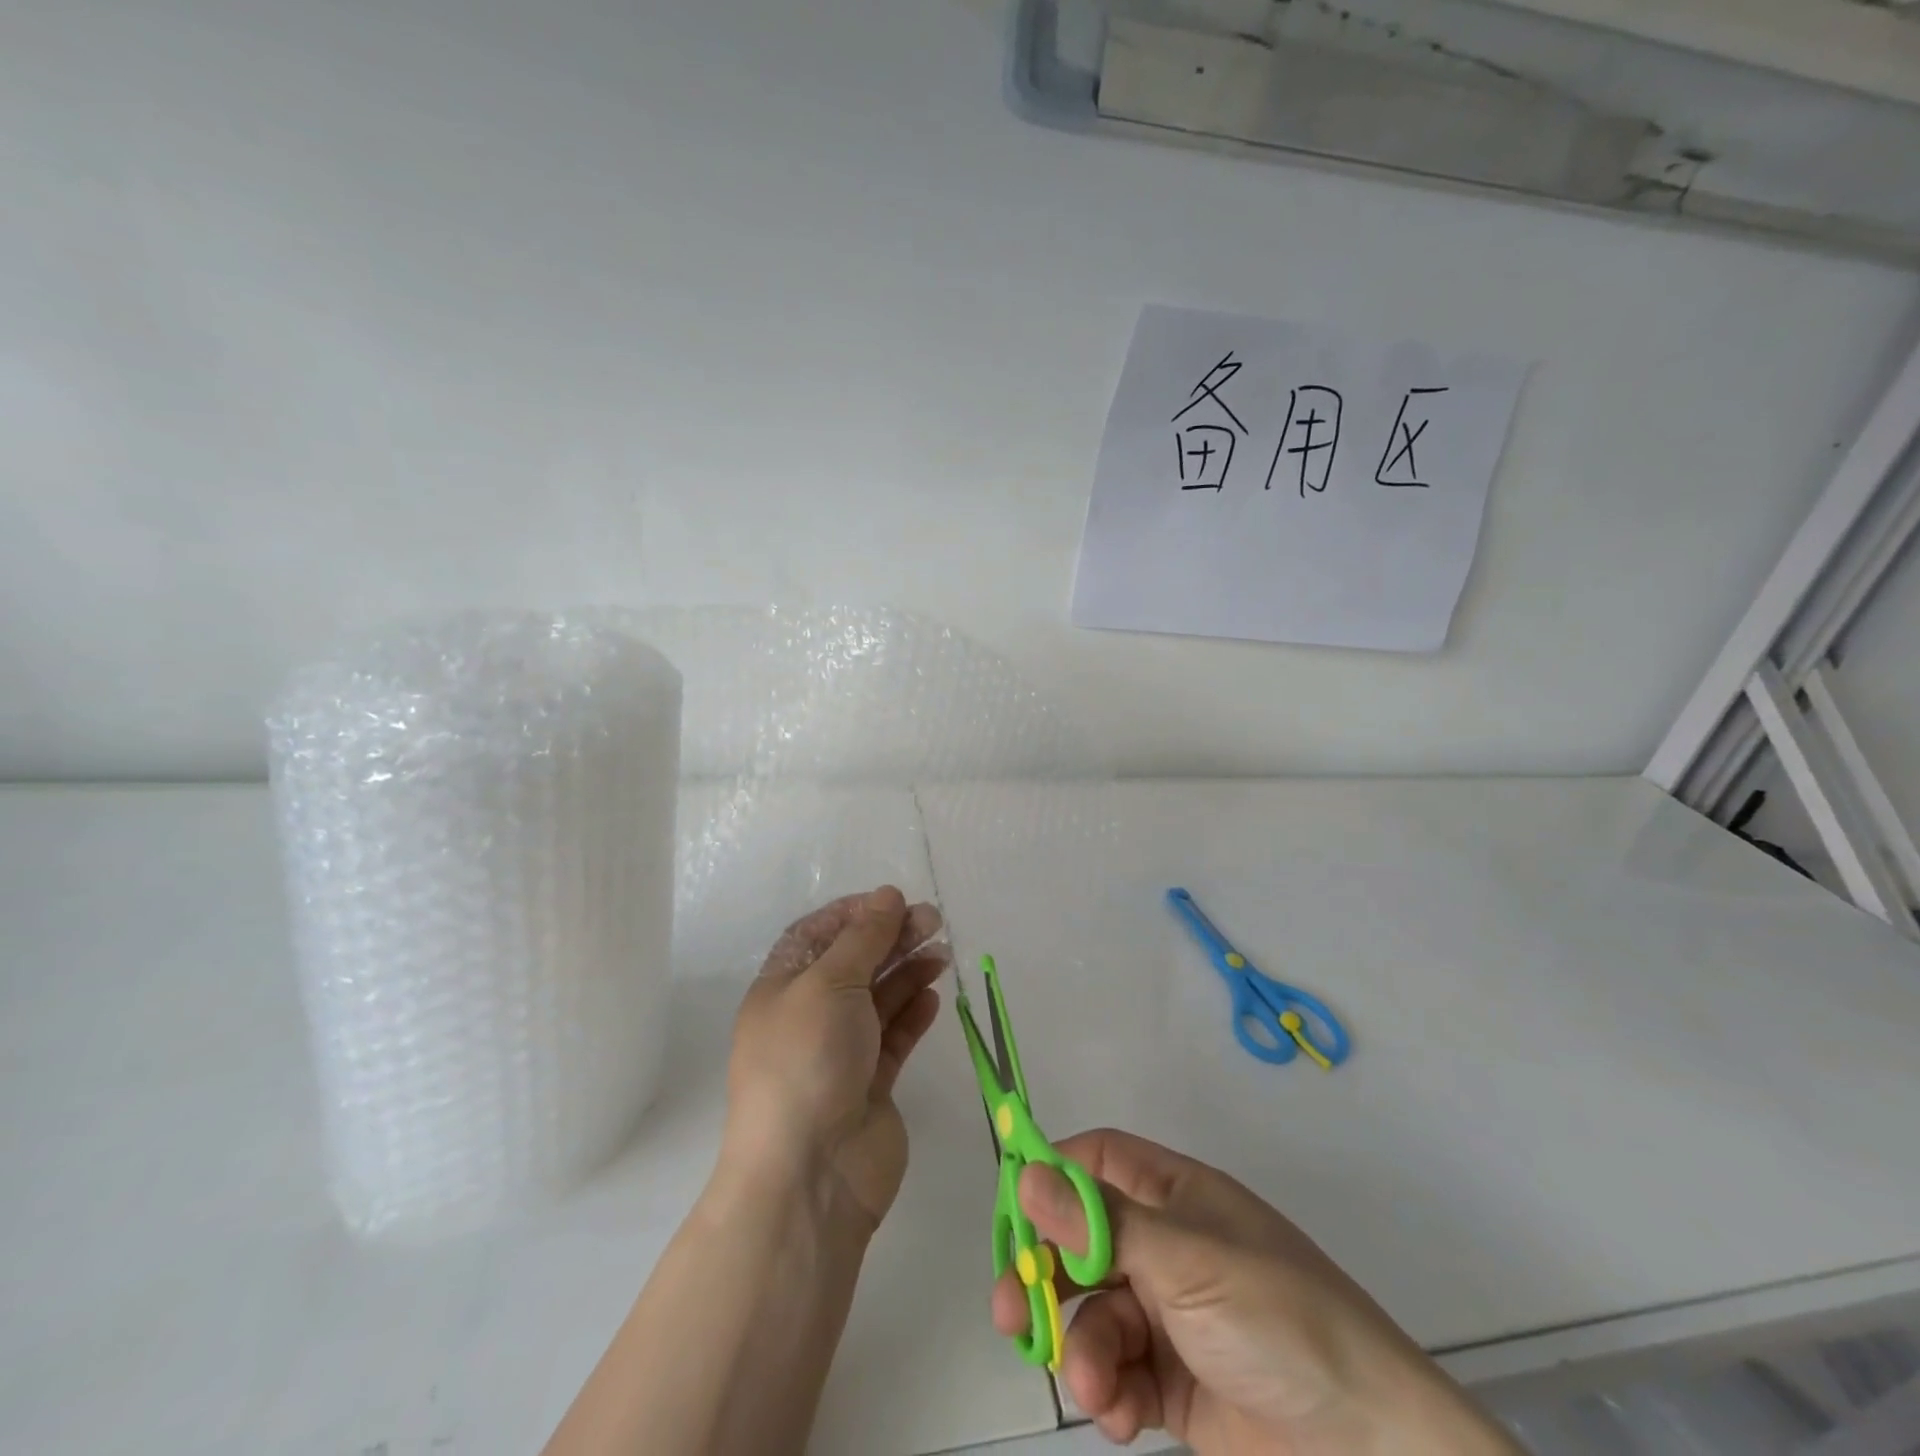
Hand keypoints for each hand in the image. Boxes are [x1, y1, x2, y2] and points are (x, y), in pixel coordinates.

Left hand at [725, 887, 946, 1232]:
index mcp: (782, 987)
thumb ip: (863, 938)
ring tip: (942, 952)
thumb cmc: (806, 1061)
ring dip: (908, 971)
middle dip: (891, 938)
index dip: (854, 914)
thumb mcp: (829, 983)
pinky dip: (913, 1013)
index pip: (817, 935)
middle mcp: (808, 1015)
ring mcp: (840, 1052)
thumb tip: (887, 895)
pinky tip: (934, 996)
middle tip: (933, 921)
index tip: (893, 901)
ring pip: (878, 998)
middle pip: (854, 963)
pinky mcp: (870, 1084)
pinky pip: (894, 1037)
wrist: (809, 1174)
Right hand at [994, 1129, 1518, 1454]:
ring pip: (1097, 1313)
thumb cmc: (1275, 1318)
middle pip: (1083, 1242)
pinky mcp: (1176, 1385)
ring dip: (1084, 1346)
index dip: (1053, 1175)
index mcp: (1175, 1197)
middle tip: (1011, 1308)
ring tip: (1094, 1385)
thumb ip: (1101, 1223)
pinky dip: (1110, 1392)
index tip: (1012, 1208)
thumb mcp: (1185, 1260)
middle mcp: (1168, 1247)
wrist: (1371, 1451)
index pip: (1098, 1163)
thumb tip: (1028, 1171)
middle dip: (1048, 1274)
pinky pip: (1120, 1373)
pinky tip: (1119, 1414)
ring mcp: (1172, 1317)